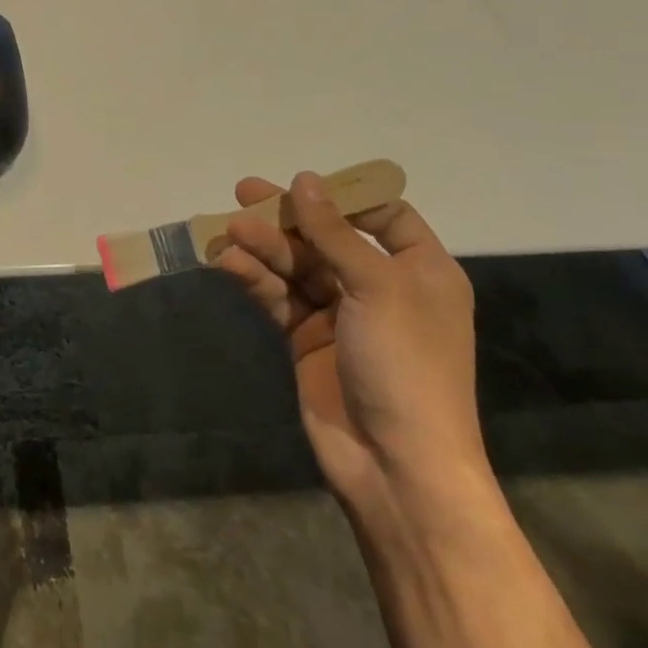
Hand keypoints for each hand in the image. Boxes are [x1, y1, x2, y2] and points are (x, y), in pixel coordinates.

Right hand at [212, 172, 486, 511]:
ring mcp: (342, 314)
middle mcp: (381, 286)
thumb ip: (333, 232)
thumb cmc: (405, 365)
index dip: (345, 197)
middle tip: (242, 193)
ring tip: (228, 230)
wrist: (397, 467)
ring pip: (296, 265)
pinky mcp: (308, 339)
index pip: (385, 216)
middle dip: (287, 217)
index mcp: (420, 270)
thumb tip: (304, 180)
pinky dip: (255, 279)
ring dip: (264, 247)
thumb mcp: (376, 287)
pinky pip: (279, 297)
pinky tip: (228, 263)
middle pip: (328, 237)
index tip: (302, 184)